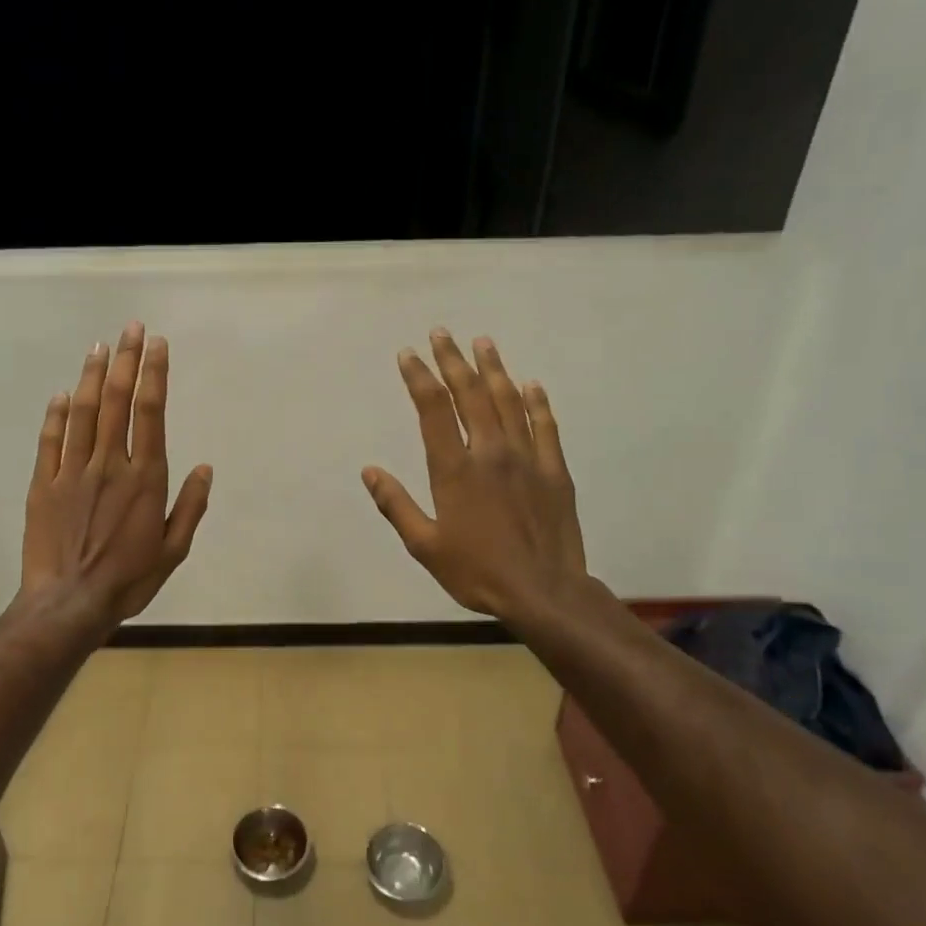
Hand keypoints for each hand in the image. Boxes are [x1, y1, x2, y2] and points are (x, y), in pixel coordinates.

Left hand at [22, 321, 212, 631]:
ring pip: (83, 412)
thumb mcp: (173, 551)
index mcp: (145, 478)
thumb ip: (190, 507)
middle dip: (126, 361)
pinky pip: (51, 440)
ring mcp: (73, 472)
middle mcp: (110, 464)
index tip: (157, 344)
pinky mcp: (44, 484)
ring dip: (92, 376)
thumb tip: (205, 469)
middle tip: (130, 328)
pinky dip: (57, 414)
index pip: (151, 413)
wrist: (69, 603)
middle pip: (117, 402)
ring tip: (99, 347)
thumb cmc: (128, 580)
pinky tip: (63, 394)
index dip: (154, 374)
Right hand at [362, 329, 587, 625]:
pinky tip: (531, 384)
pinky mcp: (555, 470)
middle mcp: (490, 452)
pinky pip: (545, 426)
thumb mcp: (424, 546)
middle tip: (442, 334)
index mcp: (454, 470)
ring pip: (508, 401)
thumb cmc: (476, 572)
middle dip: (453, 361)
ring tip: (483, 342)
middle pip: (469, 395)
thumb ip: (396, 505)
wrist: (543, 591)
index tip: (408, 354)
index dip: (419, 378)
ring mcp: (527, 458)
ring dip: (494, 369)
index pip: (433, 410)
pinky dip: (537, 402)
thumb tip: (370, 471)